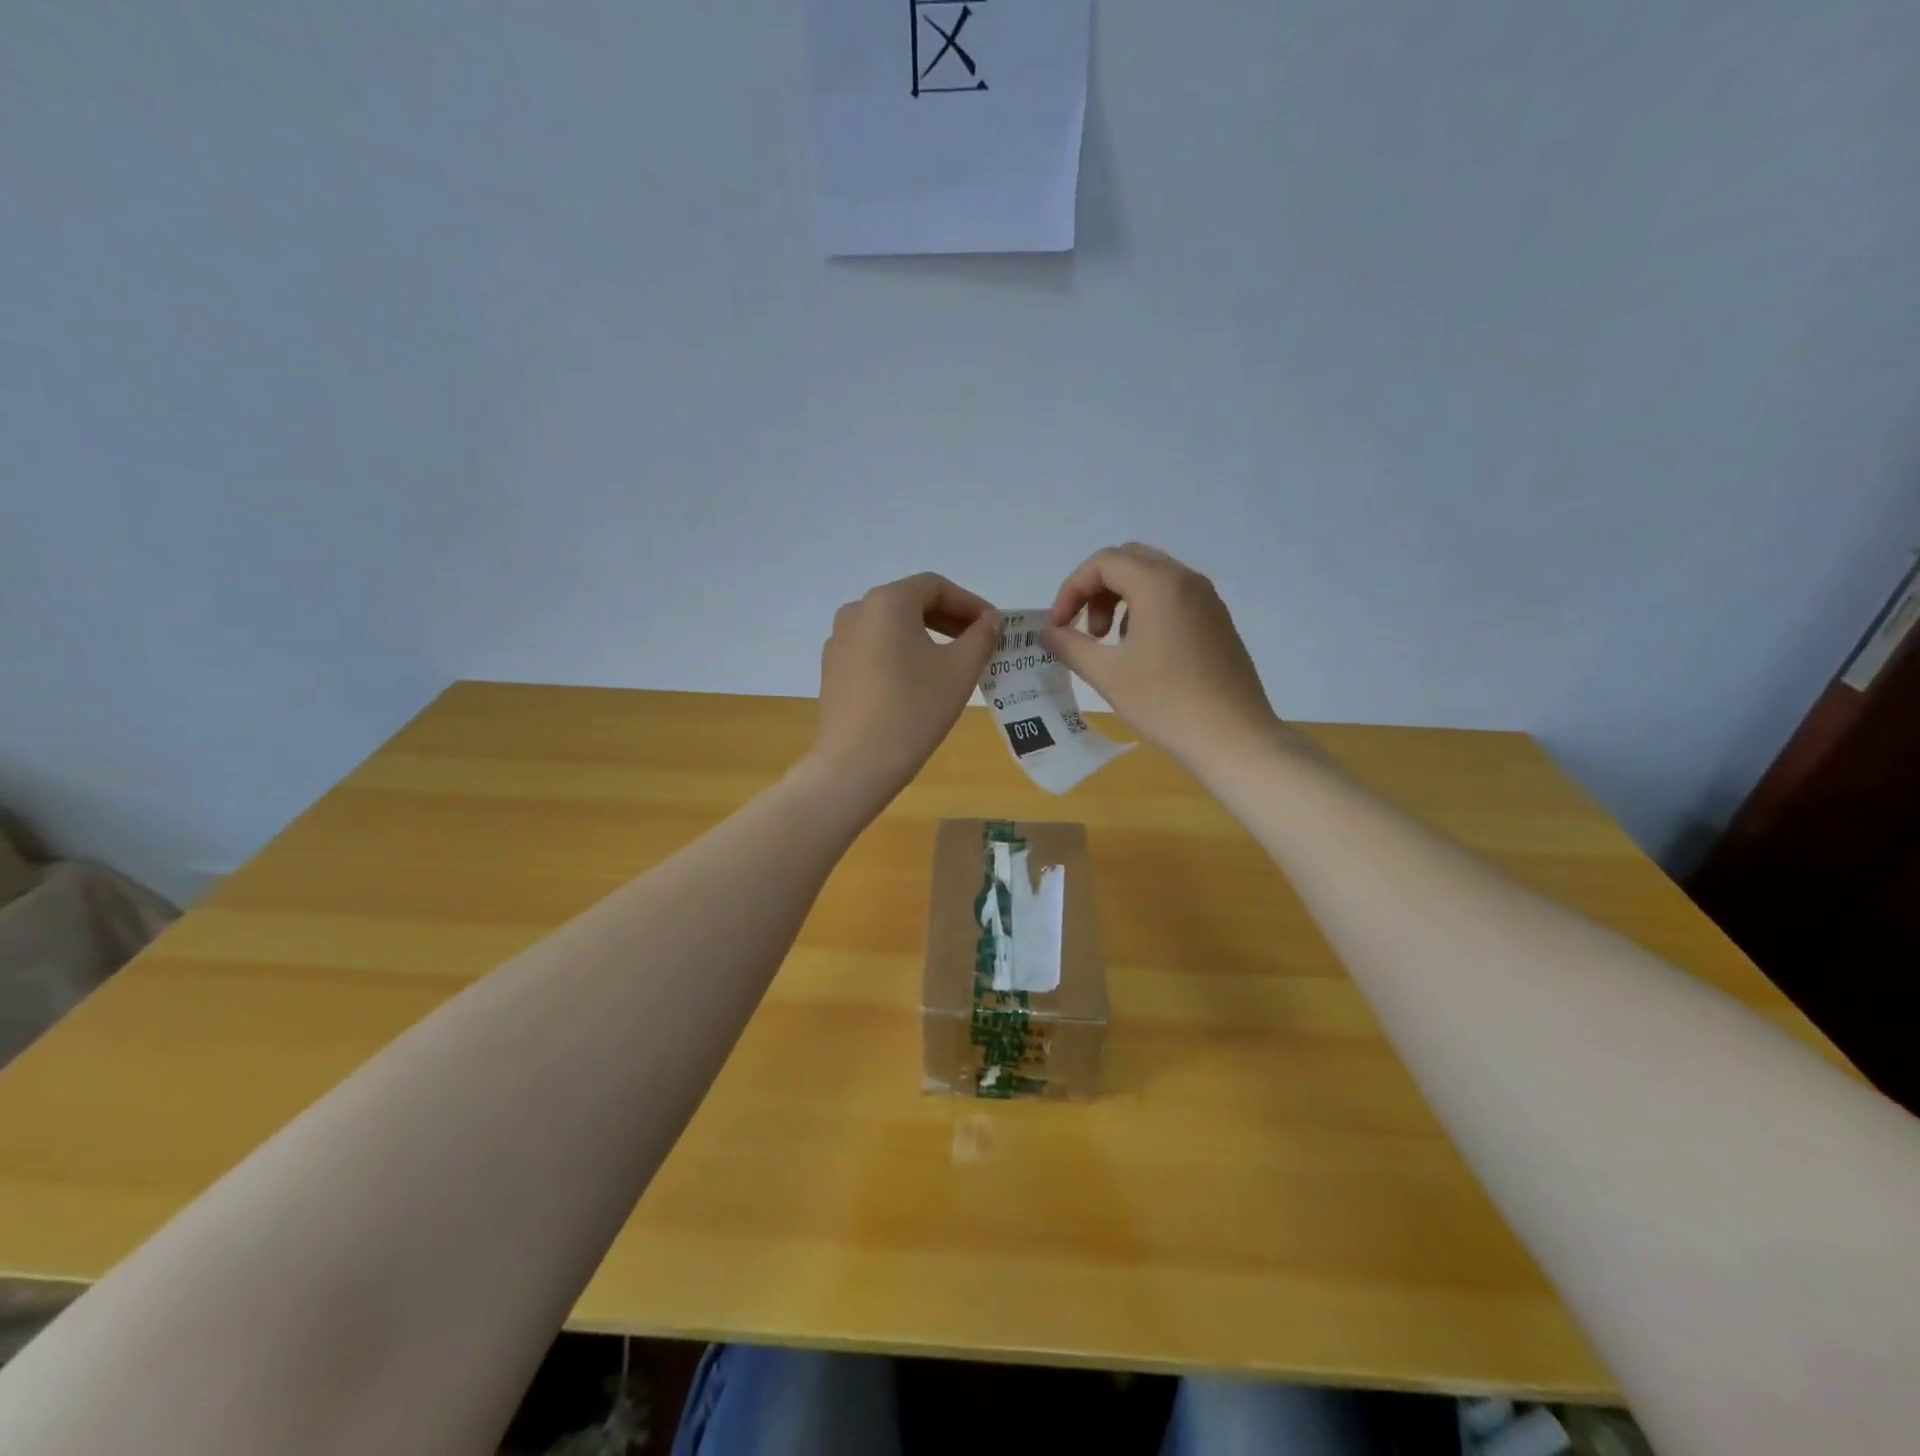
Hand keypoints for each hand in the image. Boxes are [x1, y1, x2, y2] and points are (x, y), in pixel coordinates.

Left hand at [809, 573, 1000, 800]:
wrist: (855, 763)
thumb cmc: (914, 709)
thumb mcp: (960, 671)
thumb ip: (981, 636)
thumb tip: (990, 619)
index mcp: (886, 602)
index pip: (936, 587)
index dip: (970, 603)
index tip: (994, 627)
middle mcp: (856, 611)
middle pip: (911, 603)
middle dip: (949, 619)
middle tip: (978, 643)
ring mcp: (839, 641)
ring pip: (891, 628)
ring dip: (925, 637)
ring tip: (952, 663)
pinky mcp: (833, 670)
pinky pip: (874, 650)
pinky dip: (900, 655)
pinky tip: (917, 683)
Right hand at [1043, 544, 1289, 771]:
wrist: (1233, 737)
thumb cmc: (1165, 702)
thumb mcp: (1107, 674)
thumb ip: (1071, 646)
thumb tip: (1049, 633)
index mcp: (1159, 584)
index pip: (1103, 562)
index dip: (1072, 590)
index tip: (1059, 627)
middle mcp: (1186, 581)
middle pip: (1128, 561)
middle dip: (1096, 590)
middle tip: (1086, 631)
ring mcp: (1207, 600)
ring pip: (1152, 578)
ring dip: (1120, 600)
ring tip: (1110, 644)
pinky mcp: (1217, 622)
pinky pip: (1173, 598)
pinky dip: (1146, 611)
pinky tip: (1142, 654)